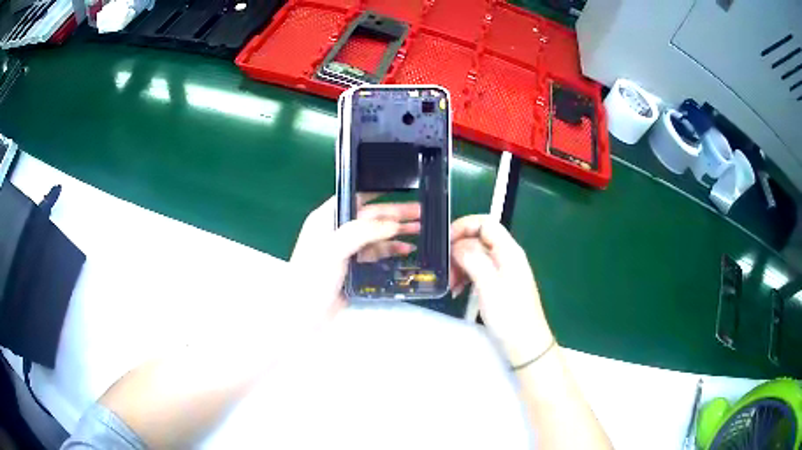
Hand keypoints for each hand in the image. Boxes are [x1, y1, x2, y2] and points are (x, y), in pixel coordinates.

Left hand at [289, 196, 420, 319]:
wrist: (305, 315)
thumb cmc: (313, 276)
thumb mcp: (334, 248)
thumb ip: (362, 231)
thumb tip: (393, 224)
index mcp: (327, 218)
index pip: (355, 196)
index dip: (377, 191)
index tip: (402, 189)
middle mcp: (337, 230)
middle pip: (370, 216)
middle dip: (394, 213)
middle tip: (420, 212)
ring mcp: (346, 249)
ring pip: (375, 235)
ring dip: (396, 231)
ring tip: (420, 230)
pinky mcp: (353, 267)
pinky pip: (376, 253)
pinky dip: (391, 250)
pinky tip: (406, 250)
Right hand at [450, 215, 553, 365]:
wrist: (525, 344)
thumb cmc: (509, 314)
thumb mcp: (488, 284)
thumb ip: (472, 258)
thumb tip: (457, 244)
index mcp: (509, 250)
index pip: (485, 223)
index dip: (463, 226)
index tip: (445, 242)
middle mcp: (507, 256)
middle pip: (478, 240)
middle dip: (458, 251)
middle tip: (446, 273)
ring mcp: (503, 271)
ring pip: (475, 256)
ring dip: (459, 266)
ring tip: (451, 286)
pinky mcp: (499, 284)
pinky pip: (478, 271)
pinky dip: (465, 277)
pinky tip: (457, 291)